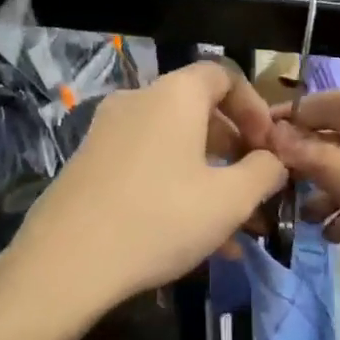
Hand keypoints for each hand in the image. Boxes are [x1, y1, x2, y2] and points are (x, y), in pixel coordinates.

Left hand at [6, 61, 287, 311]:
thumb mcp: (230, 199)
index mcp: (175, 96)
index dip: (255, 106)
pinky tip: (193, 240)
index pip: (224, 75)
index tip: (269, 147)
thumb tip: (273, 160)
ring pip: (174, 146)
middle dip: (234, 149)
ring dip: (208, 178)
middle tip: (254, 188)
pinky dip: (175, 189)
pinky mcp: (89, 166)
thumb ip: (264, 171)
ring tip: (232, 228)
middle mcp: (138, 101)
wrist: (65, 264)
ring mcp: (107, 133)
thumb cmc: (161, 219)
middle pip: (199, 112)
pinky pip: (147, 166)